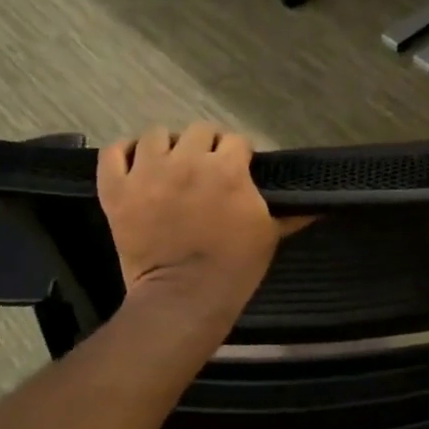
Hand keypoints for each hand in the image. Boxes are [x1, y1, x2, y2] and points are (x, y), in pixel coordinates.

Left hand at [98, 123, 283, 318]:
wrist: (184, 298)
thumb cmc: (234, 267)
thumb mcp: (270, 234)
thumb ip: (290, 212)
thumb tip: (316, 204)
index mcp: (227, 169)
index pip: (236, 140)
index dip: (239, 154)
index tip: (239, 168)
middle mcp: (187, 161)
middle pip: (198, 130)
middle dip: (205, 146)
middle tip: (205, 169)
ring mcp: (147, 173)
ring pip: (155, 135)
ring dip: (166, 147)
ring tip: (169, 166)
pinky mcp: (117, 189)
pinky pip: (113, 152)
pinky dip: (123, 154)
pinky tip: (134, 165)